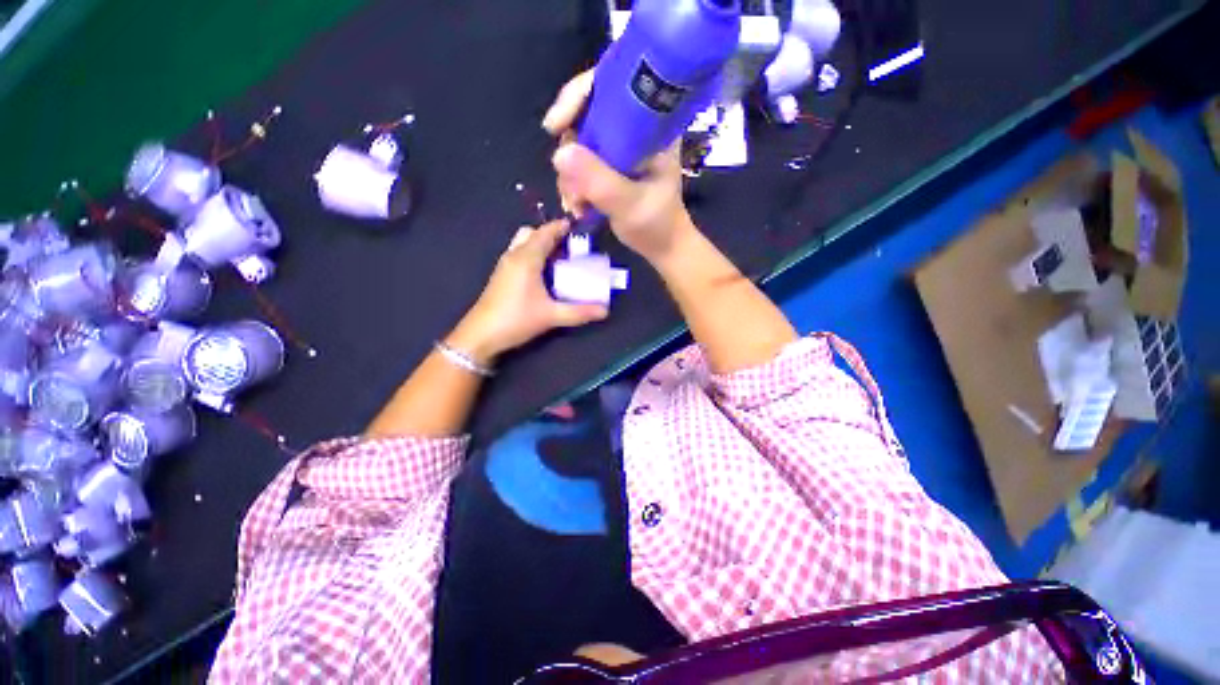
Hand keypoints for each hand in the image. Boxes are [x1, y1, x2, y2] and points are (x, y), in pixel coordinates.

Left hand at [448, 220, 606, 365]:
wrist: (481, 335)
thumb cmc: (516, 319)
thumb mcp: (551, 316)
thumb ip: (579, 312)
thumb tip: (605, 311)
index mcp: (526, 258)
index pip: (545, 232)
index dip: (562, 227)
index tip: (579, 228)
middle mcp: (514, 255)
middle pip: (532, 234)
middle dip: (550, 235)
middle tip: (570, 248)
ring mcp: (504, 265)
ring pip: (523, 244)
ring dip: (540, 246)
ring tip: (559, 260)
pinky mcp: (501, 276)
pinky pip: (519, 255)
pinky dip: (532, 255)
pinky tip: (543, 274)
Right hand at [543, 71, 693, 264]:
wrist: (662, 247)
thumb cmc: (656, 224)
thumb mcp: (630, 204)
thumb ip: (598, 180)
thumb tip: (559, 153)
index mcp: (651, 124)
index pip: (611, 85)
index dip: (578, 95)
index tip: (555, 126)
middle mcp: (634, 128)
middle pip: (586, 113)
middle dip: (570, 150)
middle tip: (568, 185)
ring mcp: (620, 148)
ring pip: (579, 142)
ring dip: (570, 176)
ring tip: (576, 206)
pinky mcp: (610, 166)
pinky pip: (581, 164)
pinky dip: (574, 185)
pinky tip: (578, 207)